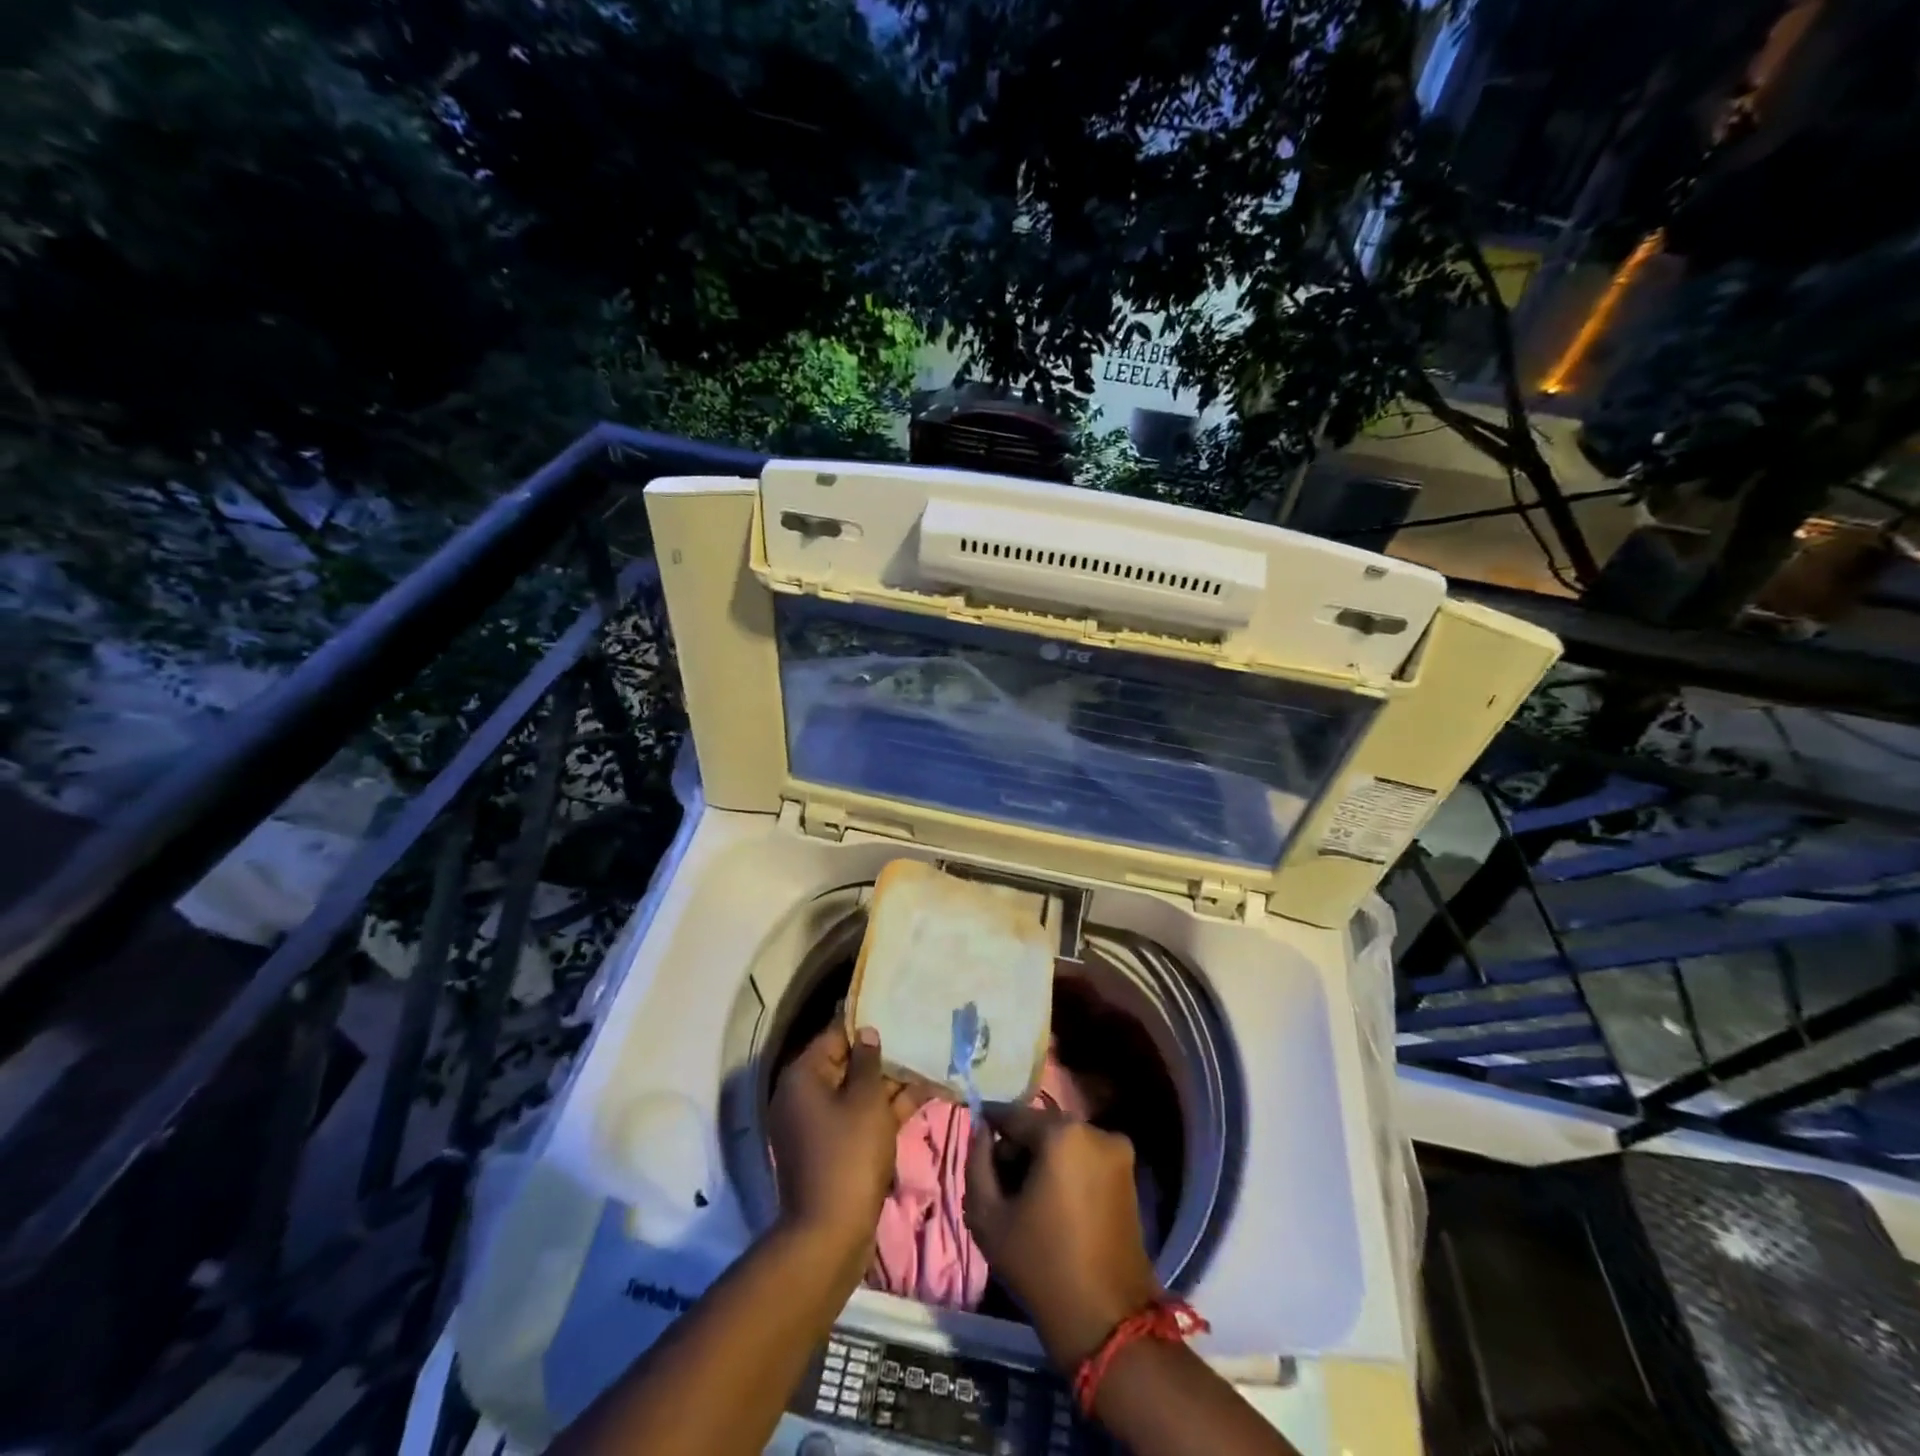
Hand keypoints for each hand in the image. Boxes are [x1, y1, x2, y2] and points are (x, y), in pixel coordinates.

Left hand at [768, 1025, 928, 1261]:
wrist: (831, 1234)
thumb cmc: (849, 1154)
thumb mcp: (867, 1100)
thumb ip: (869, 1061)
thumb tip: (867, 1033)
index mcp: (803, 1077)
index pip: (835, 1036)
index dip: (866, 1026)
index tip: (896, 1015)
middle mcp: (803, 1096)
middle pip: (846, 1064)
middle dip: (883, 1058)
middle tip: (918, 1042)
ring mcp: (817, 1125)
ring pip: (856, 1093)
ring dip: (890, 1085)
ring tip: (929, 1068)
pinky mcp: (831, 1149)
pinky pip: (858, 1118)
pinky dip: (885, 1111)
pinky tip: (921, 1098)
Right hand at [964, 1106, 1159, 1368]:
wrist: (1106, 1321)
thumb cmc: (1040, 1265)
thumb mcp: (988, 1216)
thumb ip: (977, 1163)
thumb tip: (981, 1133)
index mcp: (1062, 1133)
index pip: (1014, 1115)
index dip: (990, 1125)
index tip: (976, 1138)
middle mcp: (1095, 1131)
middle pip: (1041, 1127)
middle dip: (1018, 1146)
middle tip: (999, 1180)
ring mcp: (1118, 1152)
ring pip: (1064, 1142)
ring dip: (1043, 1158)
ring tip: (1026, 1196)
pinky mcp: (1129, 1175)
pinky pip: (1085, 1158)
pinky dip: (1066, 1170)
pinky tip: (1053, 1203)